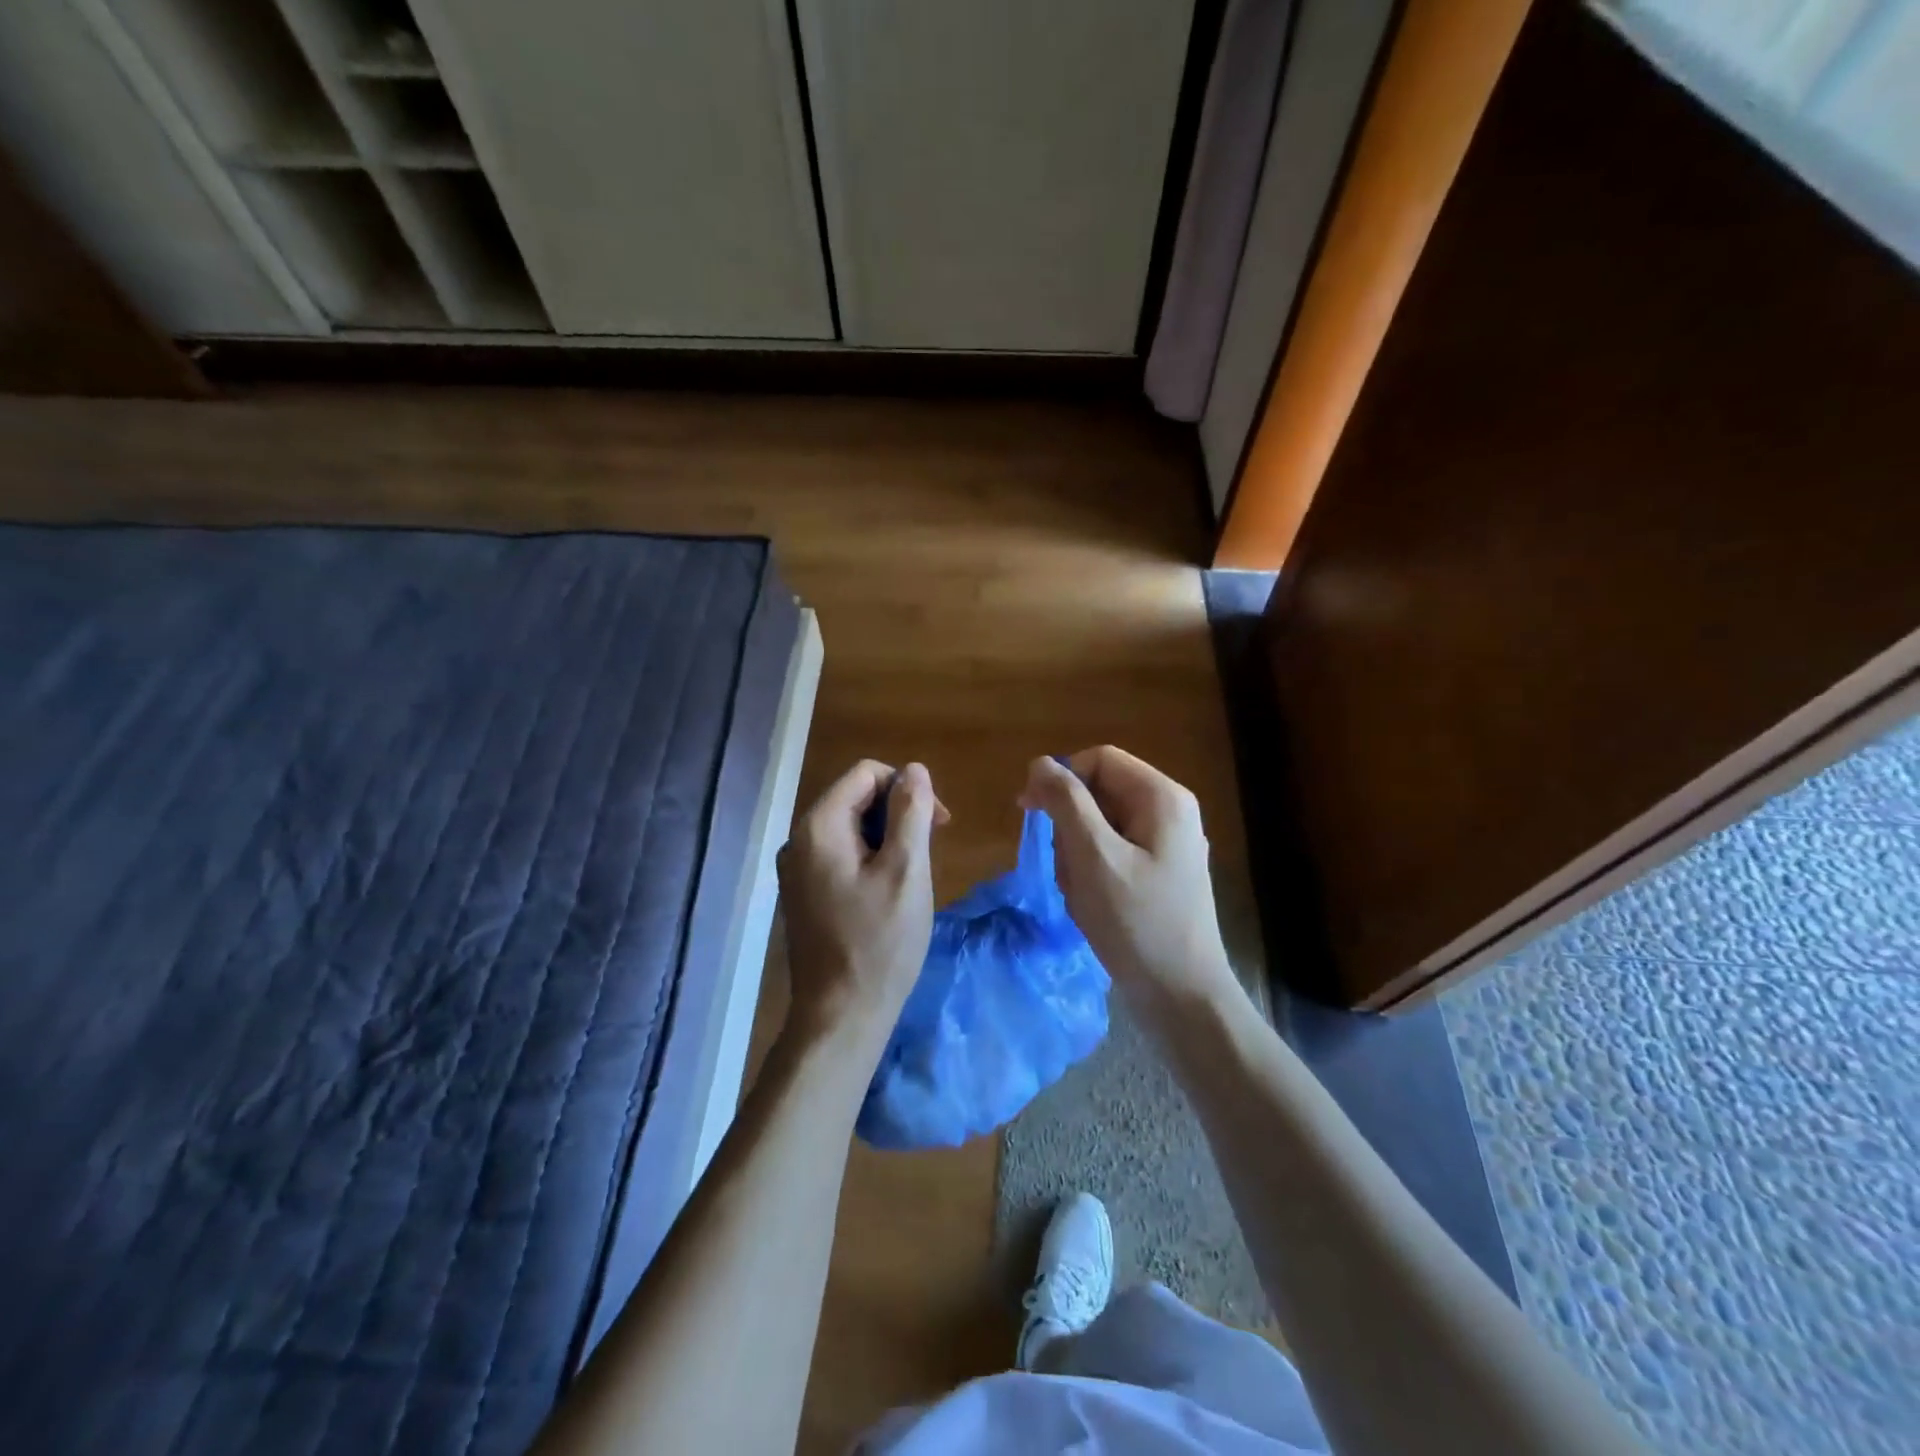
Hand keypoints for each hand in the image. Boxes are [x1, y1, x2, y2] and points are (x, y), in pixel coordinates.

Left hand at [777, 760, 946, 1060]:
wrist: (840, 1017)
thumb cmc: (879, 943)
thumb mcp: (906, 871)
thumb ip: (911, 812)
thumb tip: (915, 769)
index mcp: (819, 826)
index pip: (866, 773)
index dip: (907, 786)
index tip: (938, 823)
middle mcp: (799, 840)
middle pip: (855, 798)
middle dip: (898, 812)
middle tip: (929, 850)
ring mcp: (797, 869)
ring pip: (850, 827)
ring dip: (887, 837)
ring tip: (912, 875)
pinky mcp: (803, 893)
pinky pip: (840, 855)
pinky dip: (870, 859)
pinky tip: (888, 891)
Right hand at [1019, 748, 1240, 1023]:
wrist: (1182, 997)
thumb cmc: (1136, 923)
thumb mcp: (1093, 857)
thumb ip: (1066, 802)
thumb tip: (1041, 763)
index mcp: (1162, 798)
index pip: (1098, 760)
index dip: (1060, 778)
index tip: (1029, 811)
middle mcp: (1169, 812)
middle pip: (1099, 793)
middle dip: (1070, 827)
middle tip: (1065, 869)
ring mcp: (1167, 844)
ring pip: (1100, 827)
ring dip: (1077, 856)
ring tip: (1081, 895)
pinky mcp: (1159, 873)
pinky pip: (1112, 854)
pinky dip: (1092, 874)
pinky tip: (1092, 906)